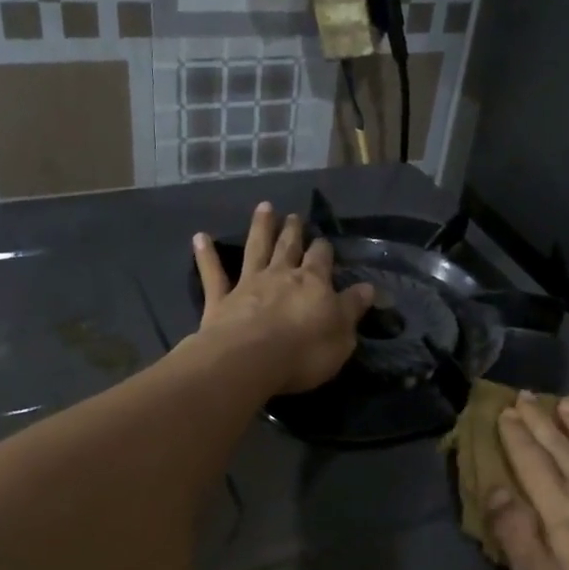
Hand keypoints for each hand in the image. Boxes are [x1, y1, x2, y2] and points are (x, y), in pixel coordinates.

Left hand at [192, 202, 374, 395]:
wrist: (250, 361)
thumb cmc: (304, 352)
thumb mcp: (342, 335)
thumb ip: (352, 309)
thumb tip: (368, 289)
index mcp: (313, 283)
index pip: (321, 259)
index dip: (323, 250)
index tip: (324, 242)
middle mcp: (280, 275)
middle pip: (288, 247)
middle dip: (293, 231)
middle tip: (294, 216)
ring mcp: (248, 285)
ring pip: (255, 249)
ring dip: (260, 228)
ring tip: (264, 208)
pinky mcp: (220, 300)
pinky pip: (212, 274)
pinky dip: (206, 255)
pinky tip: (199, 237)